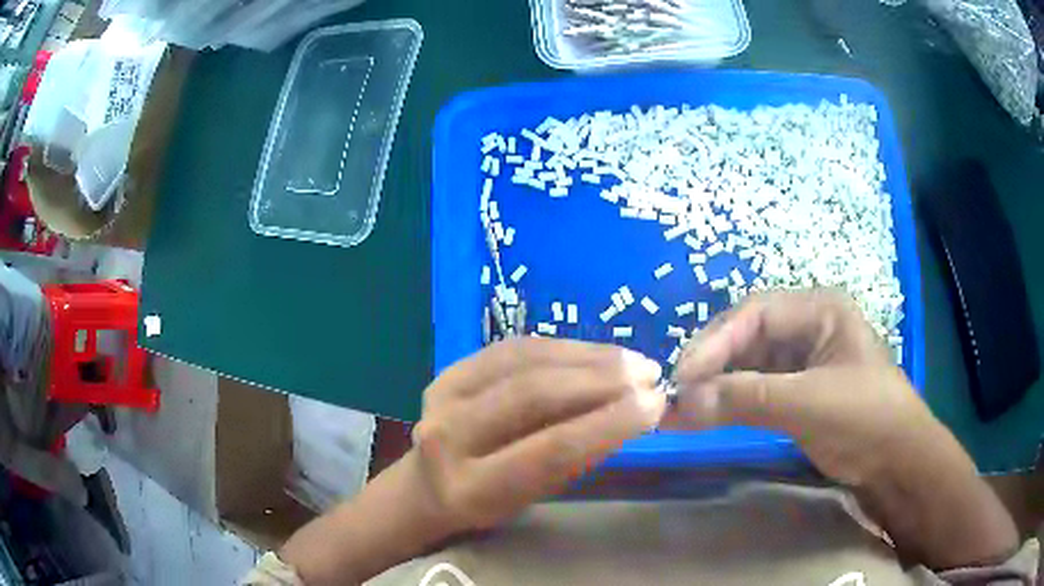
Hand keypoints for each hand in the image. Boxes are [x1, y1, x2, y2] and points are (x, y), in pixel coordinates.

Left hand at [410, 337, 666, 534]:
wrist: (428, 484)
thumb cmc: (488, 503)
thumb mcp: (533, 499)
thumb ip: (573, 460)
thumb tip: (631, 413)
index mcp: (470, 488)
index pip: (550, 450)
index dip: (608, 423)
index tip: (656, 404)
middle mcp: (448, 436)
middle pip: (534, 395)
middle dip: (602, 381)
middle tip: (650, 376)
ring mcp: (442, 394)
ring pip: (526, 361)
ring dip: (588, 357)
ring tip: (633, 360)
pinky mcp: (449, 369)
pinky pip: (514, 347)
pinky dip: (562, 347)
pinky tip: (596, 353)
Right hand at [665, 288, 930, 486]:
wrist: (897, 462)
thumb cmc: (865, 417)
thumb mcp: (809, 404)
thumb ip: (747, 399)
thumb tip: (681, 403)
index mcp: (820, 309)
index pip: (756, 313)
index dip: (716, 340)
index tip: (683, 376)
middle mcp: (810, 327)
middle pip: (750, 336)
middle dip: (714, 363)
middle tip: (679, 394)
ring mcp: (805, 361)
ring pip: (751, 363)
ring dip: (720, 385)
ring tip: (686, 408)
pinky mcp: (801, 391)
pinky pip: (759, 388)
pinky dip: (734, 401)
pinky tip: (712, 414)